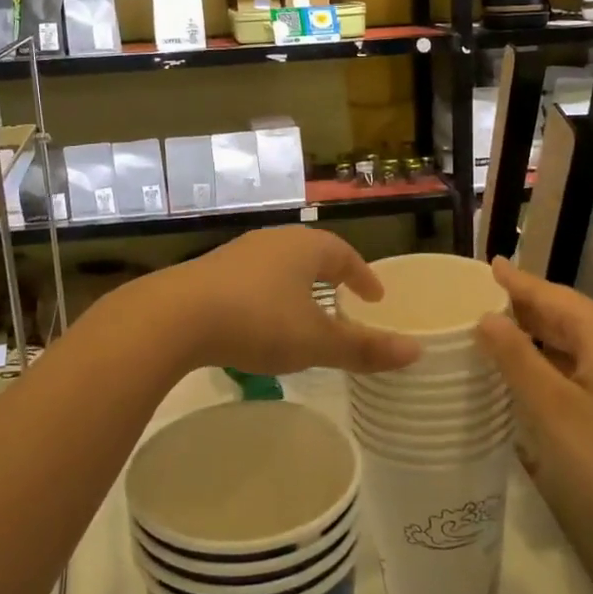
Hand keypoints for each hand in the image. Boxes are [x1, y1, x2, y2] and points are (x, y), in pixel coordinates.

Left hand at [157, 227, 421, 376]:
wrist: (176, 316)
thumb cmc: (258, 322)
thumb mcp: (315, 341)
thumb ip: (363, 348)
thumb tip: (416, 352)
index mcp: (304, 248)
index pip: (344, 254)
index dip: (363, 275)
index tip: (375, 297)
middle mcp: (272, 241)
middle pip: (310, 253)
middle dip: (329, 274)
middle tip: (343, 297)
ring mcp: (237, 253)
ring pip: (278, 264)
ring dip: (295, 284)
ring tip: (303, 308)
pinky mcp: (209, 271)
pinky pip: (251, 277)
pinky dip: (266, 293)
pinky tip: (258, 317)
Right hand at [474, 258, 592, 547]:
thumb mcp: (553, 408)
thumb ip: (517, 359)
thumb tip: (487, 317)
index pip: (550, 294)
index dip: (517, 281)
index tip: (491, 264)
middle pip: (569, 314)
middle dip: (529, 309)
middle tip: (488, 304)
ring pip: (585, 340)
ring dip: (547, 337)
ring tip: (510, 337)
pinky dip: (566, 361)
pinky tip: (550, 379)